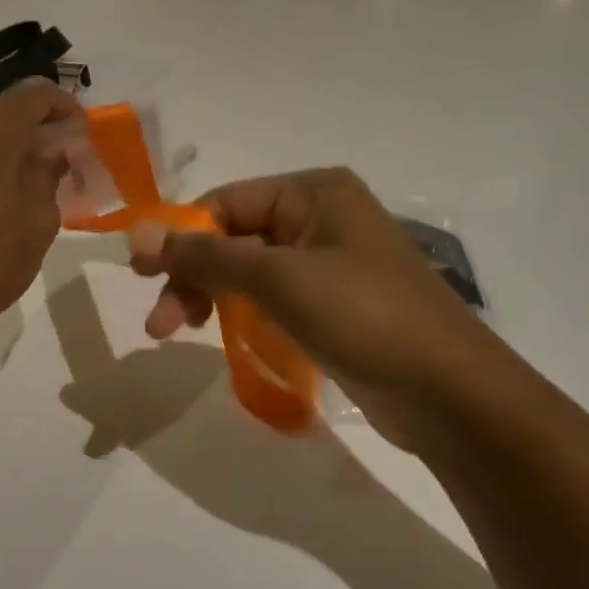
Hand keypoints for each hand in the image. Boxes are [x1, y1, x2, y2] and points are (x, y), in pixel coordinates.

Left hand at [0, 81, 80, 349]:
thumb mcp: (39, 219)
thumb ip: (49, 172)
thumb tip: (53, 150)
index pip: (35, 92)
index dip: (65, 105)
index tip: (81, 134)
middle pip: (5, 111)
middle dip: (37, 129)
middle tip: (60, 162)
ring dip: (8, 147)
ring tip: (28, 184)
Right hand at [128, 169, 499, 450]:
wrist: (454, 397)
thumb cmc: (365, 317)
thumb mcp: (278, 280)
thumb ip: (205, 255)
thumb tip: (134, 235)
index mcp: (314, 192)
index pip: (226, 203)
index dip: (180, 237)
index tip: (141, 276)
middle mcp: (321, 217)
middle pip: (234, 237)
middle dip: (193, 275)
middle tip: (160, 324)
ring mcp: (330, 262)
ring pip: (249, 270)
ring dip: (212, 296)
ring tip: (180, 331)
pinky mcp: (335, 304)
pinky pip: (273, 297)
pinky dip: (243, 312)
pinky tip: (224, 336)